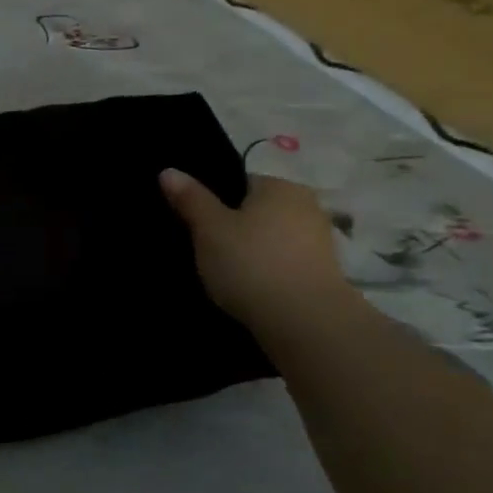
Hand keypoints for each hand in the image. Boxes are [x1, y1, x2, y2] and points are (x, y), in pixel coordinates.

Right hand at [160, 170, 350, 331]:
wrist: (304, 321)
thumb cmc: (251, 263)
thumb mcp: (209, 229)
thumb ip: (190, 198)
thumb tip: (168, 171)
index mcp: (280, 186)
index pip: (240, 182)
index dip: (214, 201)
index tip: (195, 224)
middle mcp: (307, 205)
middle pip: (257, 210)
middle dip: (234, 226)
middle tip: (204, 249)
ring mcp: (321, 240)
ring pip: (271, 238)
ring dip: (251, 251)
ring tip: (223, 273)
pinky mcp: (324, 273)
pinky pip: (284, 263)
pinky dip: (267, 271)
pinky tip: (248, 289)